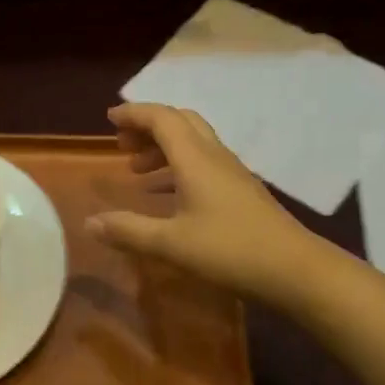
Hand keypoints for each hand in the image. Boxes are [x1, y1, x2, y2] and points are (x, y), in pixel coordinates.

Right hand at [88, 103, 315, 302]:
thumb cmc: (229, 251)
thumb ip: (128, 231)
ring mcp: (232, 173)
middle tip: (123, 146)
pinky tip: (169, 198)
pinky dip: (179, 168)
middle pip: (180, 123)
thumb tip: (89, 223)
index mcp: (195, 158)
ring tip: (138, 173)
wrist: (296, 270)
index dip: (134, 114)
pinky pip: (204, 164)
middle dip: (148, 127)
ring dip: (163, 149)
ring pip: (193, 144)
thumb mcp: (171, 244)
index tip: (109, 119)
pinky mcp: (242, 191)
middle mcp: (214, 156)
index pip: (162, 118)